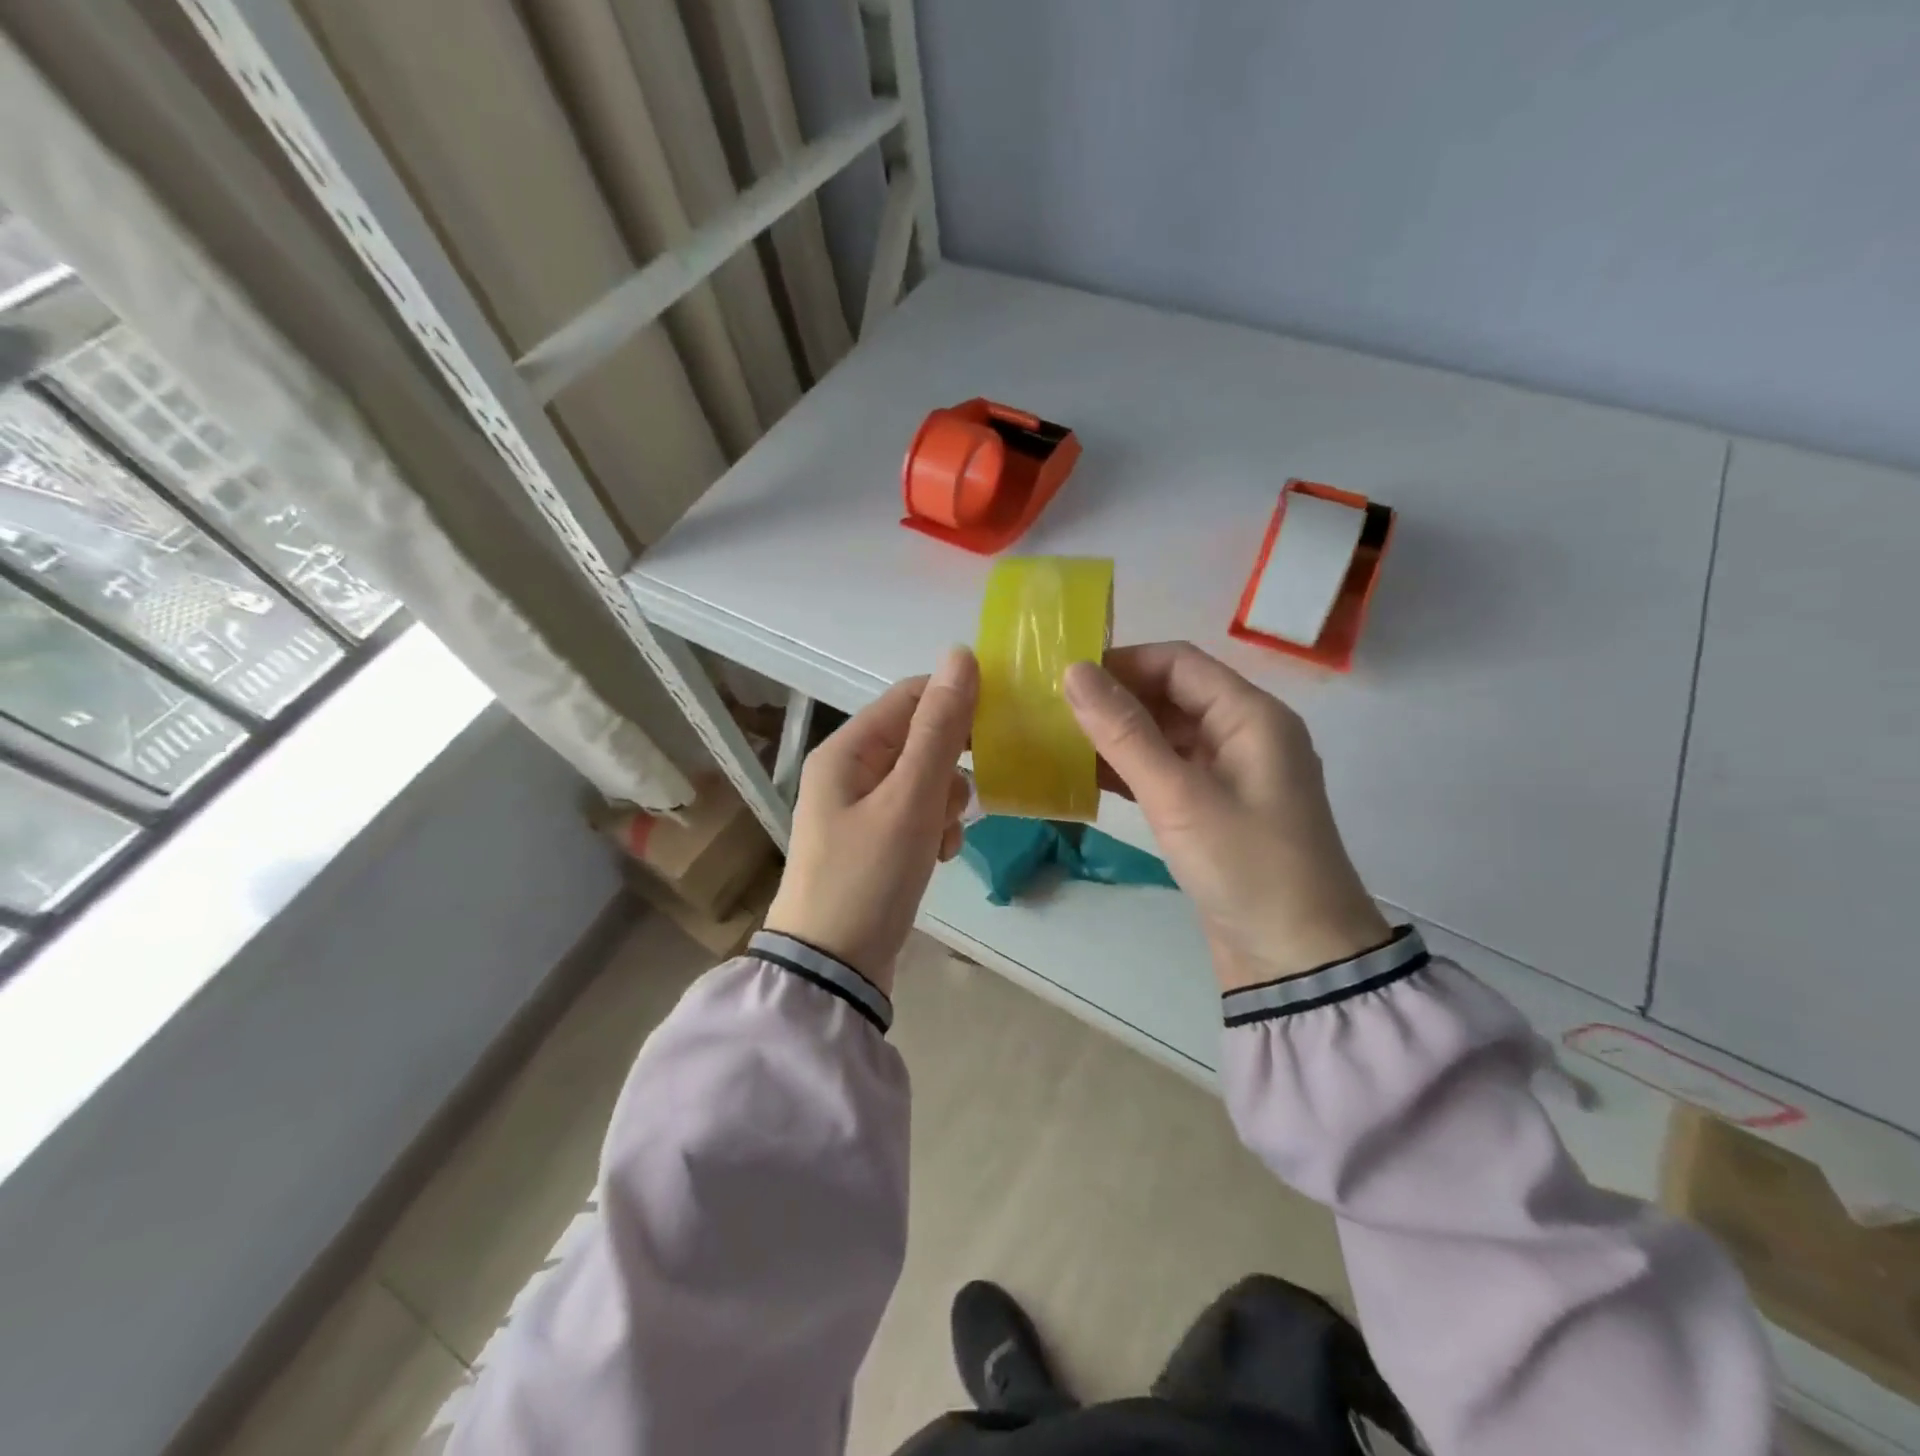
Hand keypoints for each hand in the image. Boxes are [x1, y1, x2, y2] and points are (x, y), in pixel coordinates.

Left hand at [764, 648, 977, 993]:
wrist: (833, 968)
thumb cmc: (868, 877)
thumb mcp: (909, 800)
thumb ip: (939, 730)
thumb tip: (961, 656)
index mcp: (847, 750)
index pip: (910, 696)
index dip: (956, 701)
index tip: (1000, 726)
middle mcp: (850, 770)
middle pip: (920, 738)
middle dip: (951, 765)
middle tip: (963, 797)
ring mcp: (860, 807)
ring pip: (925, 778)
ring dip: (945, 801)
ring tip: (942, 837)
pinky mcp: (874, 840)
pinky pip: (917, 813)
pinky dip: (934, 827)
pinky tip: (938, 856)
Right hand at [1063, 643, 1389, 992]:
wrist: (1297, 961)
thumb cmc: (1246, 866)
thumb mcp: (1179, 796)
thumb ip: (1124, 732)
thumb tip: (1074, 672)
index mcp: (1251, 716)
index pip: (1179, 662)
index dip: (1122, 662)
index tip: (1065, 677)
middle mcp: (1243, 734)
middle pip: (1171, 695)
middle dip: (1114, 699)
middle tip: (1051, 710)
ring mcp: (1229, 774)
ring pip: (1165, 735)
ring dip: (1117, 736)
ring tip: (1057, 740)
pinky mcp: (1214, 809)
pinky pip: (1166, 772)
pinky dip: (1129, 770)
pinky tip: (1084, 776)